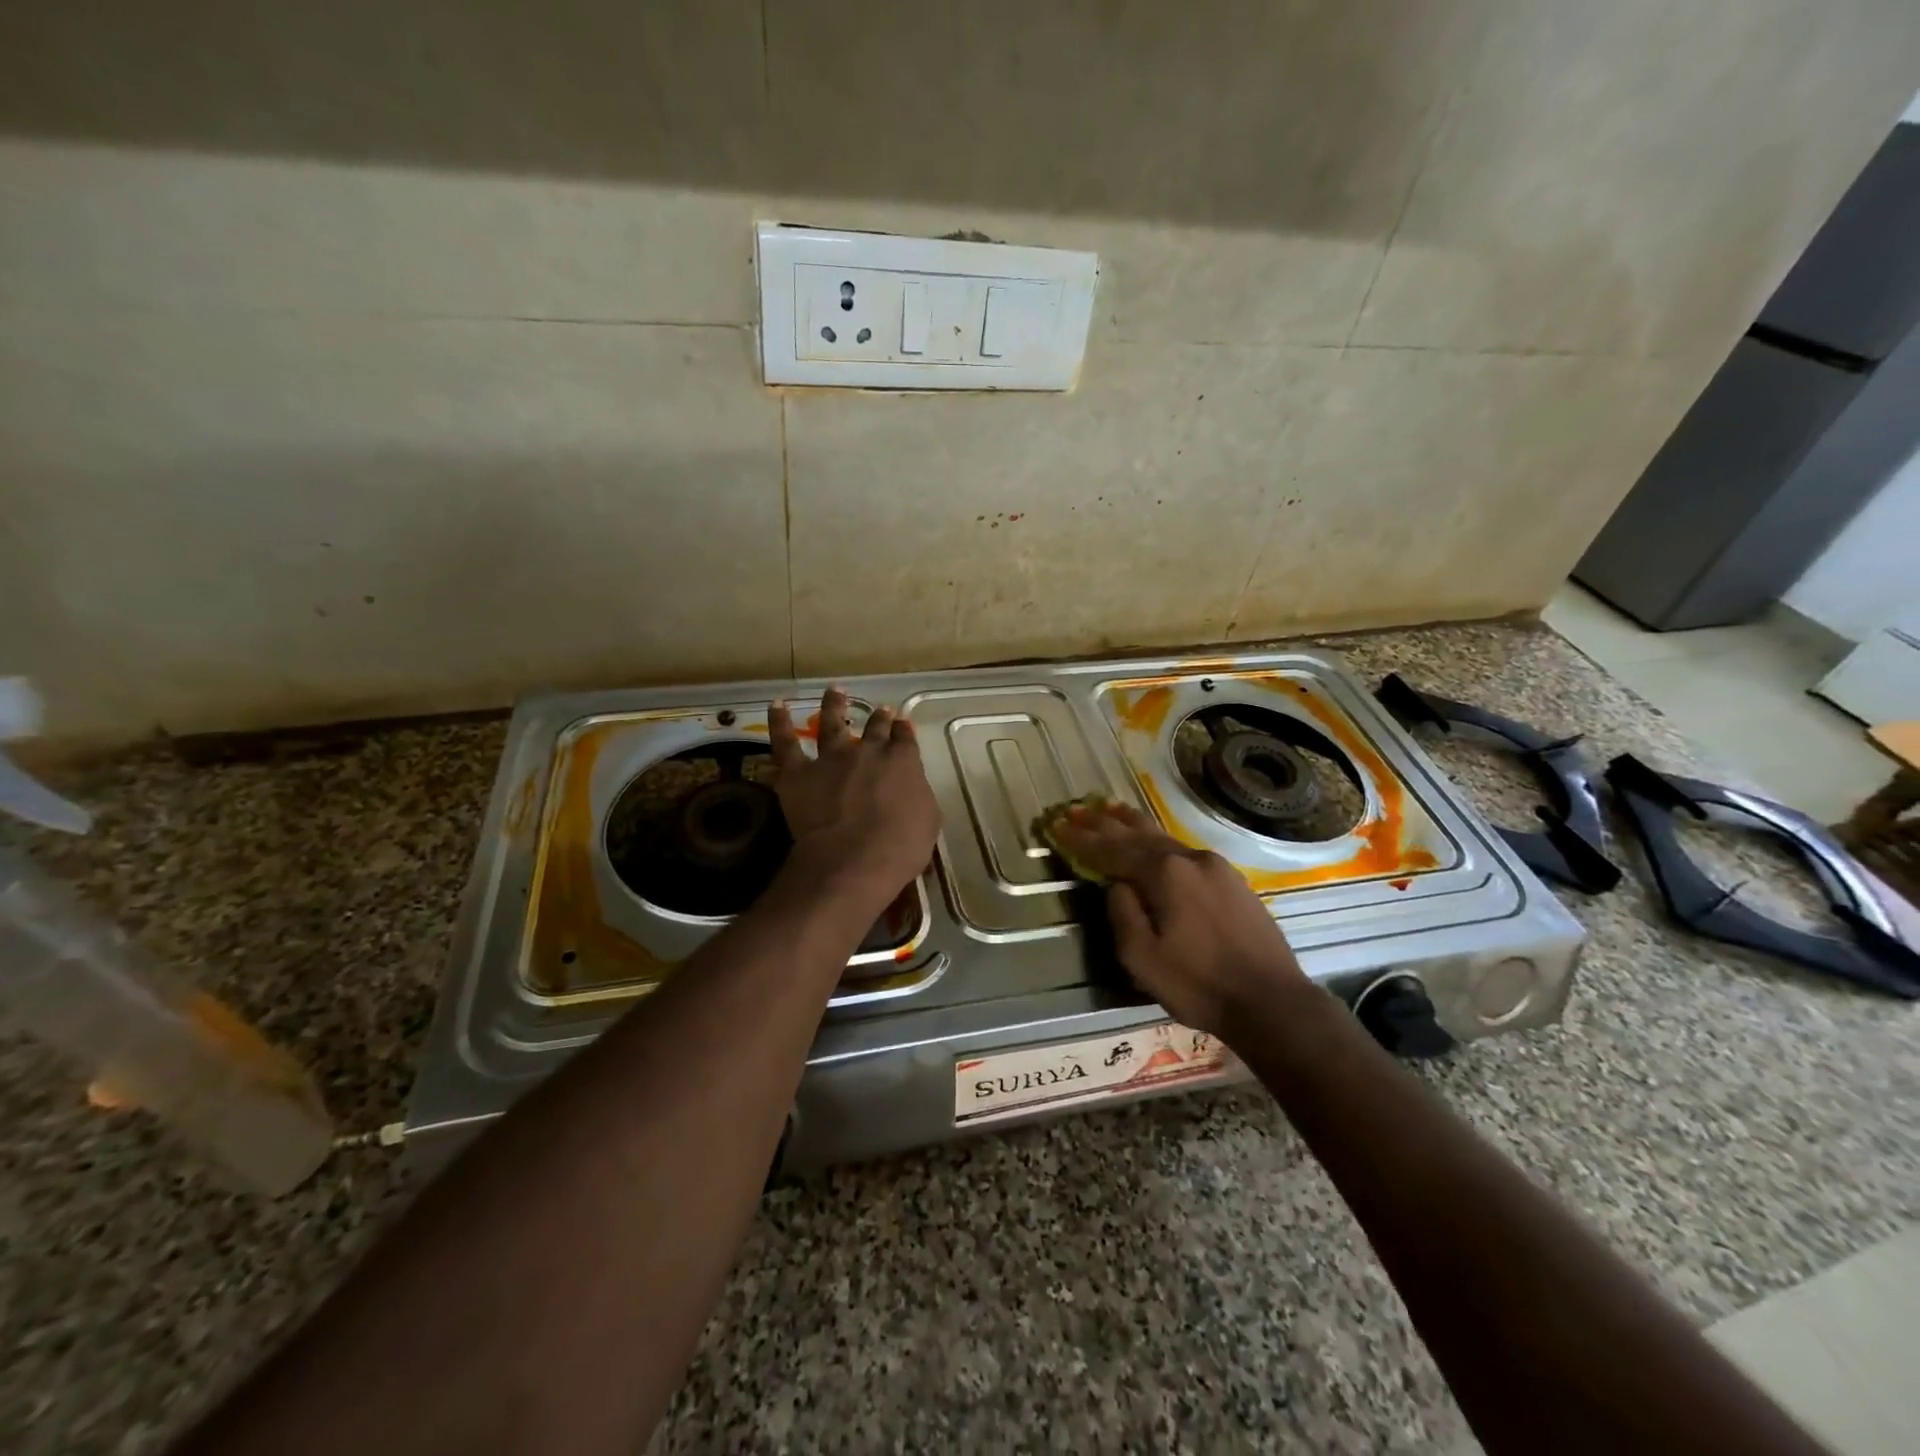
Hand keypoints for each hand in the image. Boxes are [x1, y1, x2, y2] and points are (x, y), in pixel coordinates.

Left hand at [768, 686, 939, 907]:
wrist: (854, 859)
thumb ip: (918, 796)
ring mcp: (831, 758)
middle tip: (881, 709)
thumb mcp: (927, 820)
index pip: (904, 739)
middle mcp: (868, 752)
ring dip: (834, 704)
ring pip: (832, 722)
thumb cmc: (900, 847)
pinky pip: (785, 742)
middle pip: (875, 728)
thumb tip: (910, 788)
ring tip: (835, 690)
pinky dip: (779, 722)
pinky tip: (777, 705)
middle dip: (879, 718)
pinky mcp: (798, 773)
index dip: (903, 730)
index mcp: (902, 763)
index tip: (902, 725)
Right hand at [1048, 801, 1309, 1036]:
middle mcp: (1189, 859)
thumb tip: (1117, 884)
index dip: (1082, 839)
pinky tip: (1154, 842)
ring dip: (1132, 825)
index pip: (1111, 849)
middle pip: (1138, 834)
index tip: (1057, 825)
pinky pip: (1183, 851)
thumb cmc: (1198, 984)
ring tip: (1110, 808)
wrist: (1271, 1001)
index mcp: (1165, 874)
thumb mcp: (1142, 959)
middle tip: (1077, 809)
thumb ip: (1122, 913)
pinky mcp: (1232, 880)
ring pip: (1163, 838)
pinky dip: (1158, 841)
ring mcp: (1215, 867)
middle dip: (1104, 822)